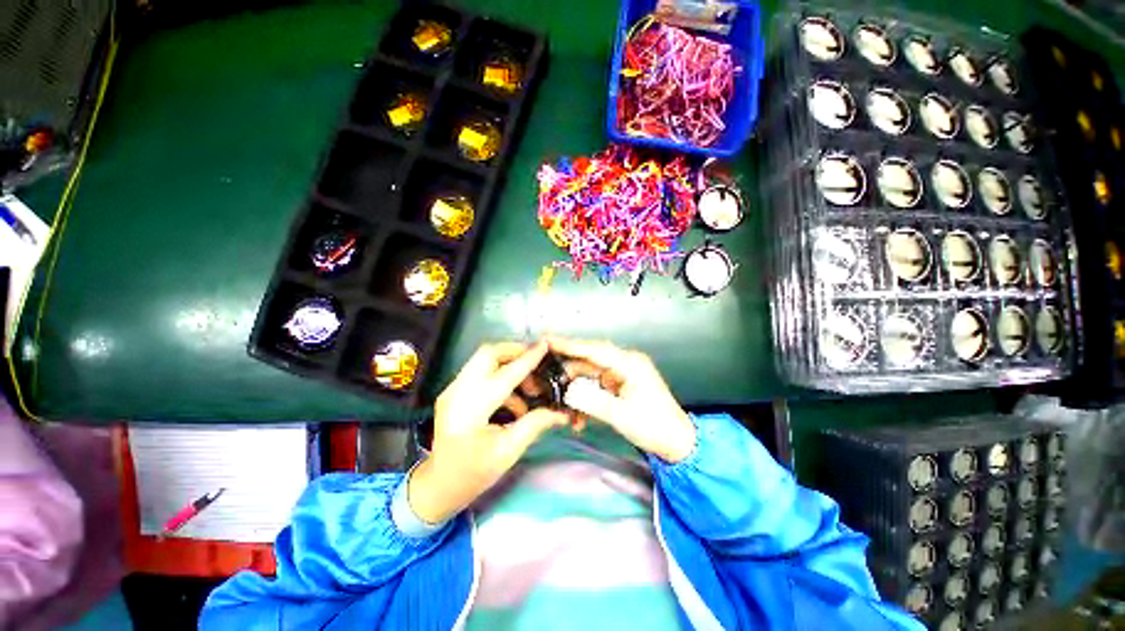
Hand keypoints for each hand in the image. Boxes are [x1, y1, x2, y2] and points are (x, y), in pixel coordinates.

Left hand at [408, 341, 567, 524]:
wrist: (438, 485)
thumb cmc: (473, 473)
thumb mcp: (508, 451)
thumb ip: (534, 425)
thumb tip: (560, 412)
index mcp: (471, 409)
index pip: (505, 375)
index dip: (528, 359)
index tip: (545, 345)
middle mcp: (458, 391)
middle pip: (488, 354)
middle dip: (514, 352)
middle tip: (536, 362)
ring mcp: (453, 389)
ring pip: (483, 359)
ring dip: (508, 365)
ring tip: (529, 387)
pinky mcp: (454, 391)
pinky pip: (480, 371)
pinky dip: (500, 377)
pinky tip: (514, 400)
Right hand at [548, 338, 695, 463]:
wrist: (677, 443)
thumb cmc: (653, 427)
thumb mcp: (620, 415)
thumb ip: (590, 400)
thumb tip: (568, 392)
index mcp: (629, 364)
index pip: (593, 350)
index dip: (569, 345)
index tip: (548, 341)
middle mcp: (625, 364)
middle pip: (590, 361)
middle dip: (569, 373)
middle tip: (548, 379)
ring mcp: (623, 374)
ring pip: (591, 376)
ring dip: (577, 391)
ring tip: (564, 408)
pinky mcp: (621, 385)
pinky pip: (598, 386)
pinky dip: (587, 399)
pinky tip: (579, 417)